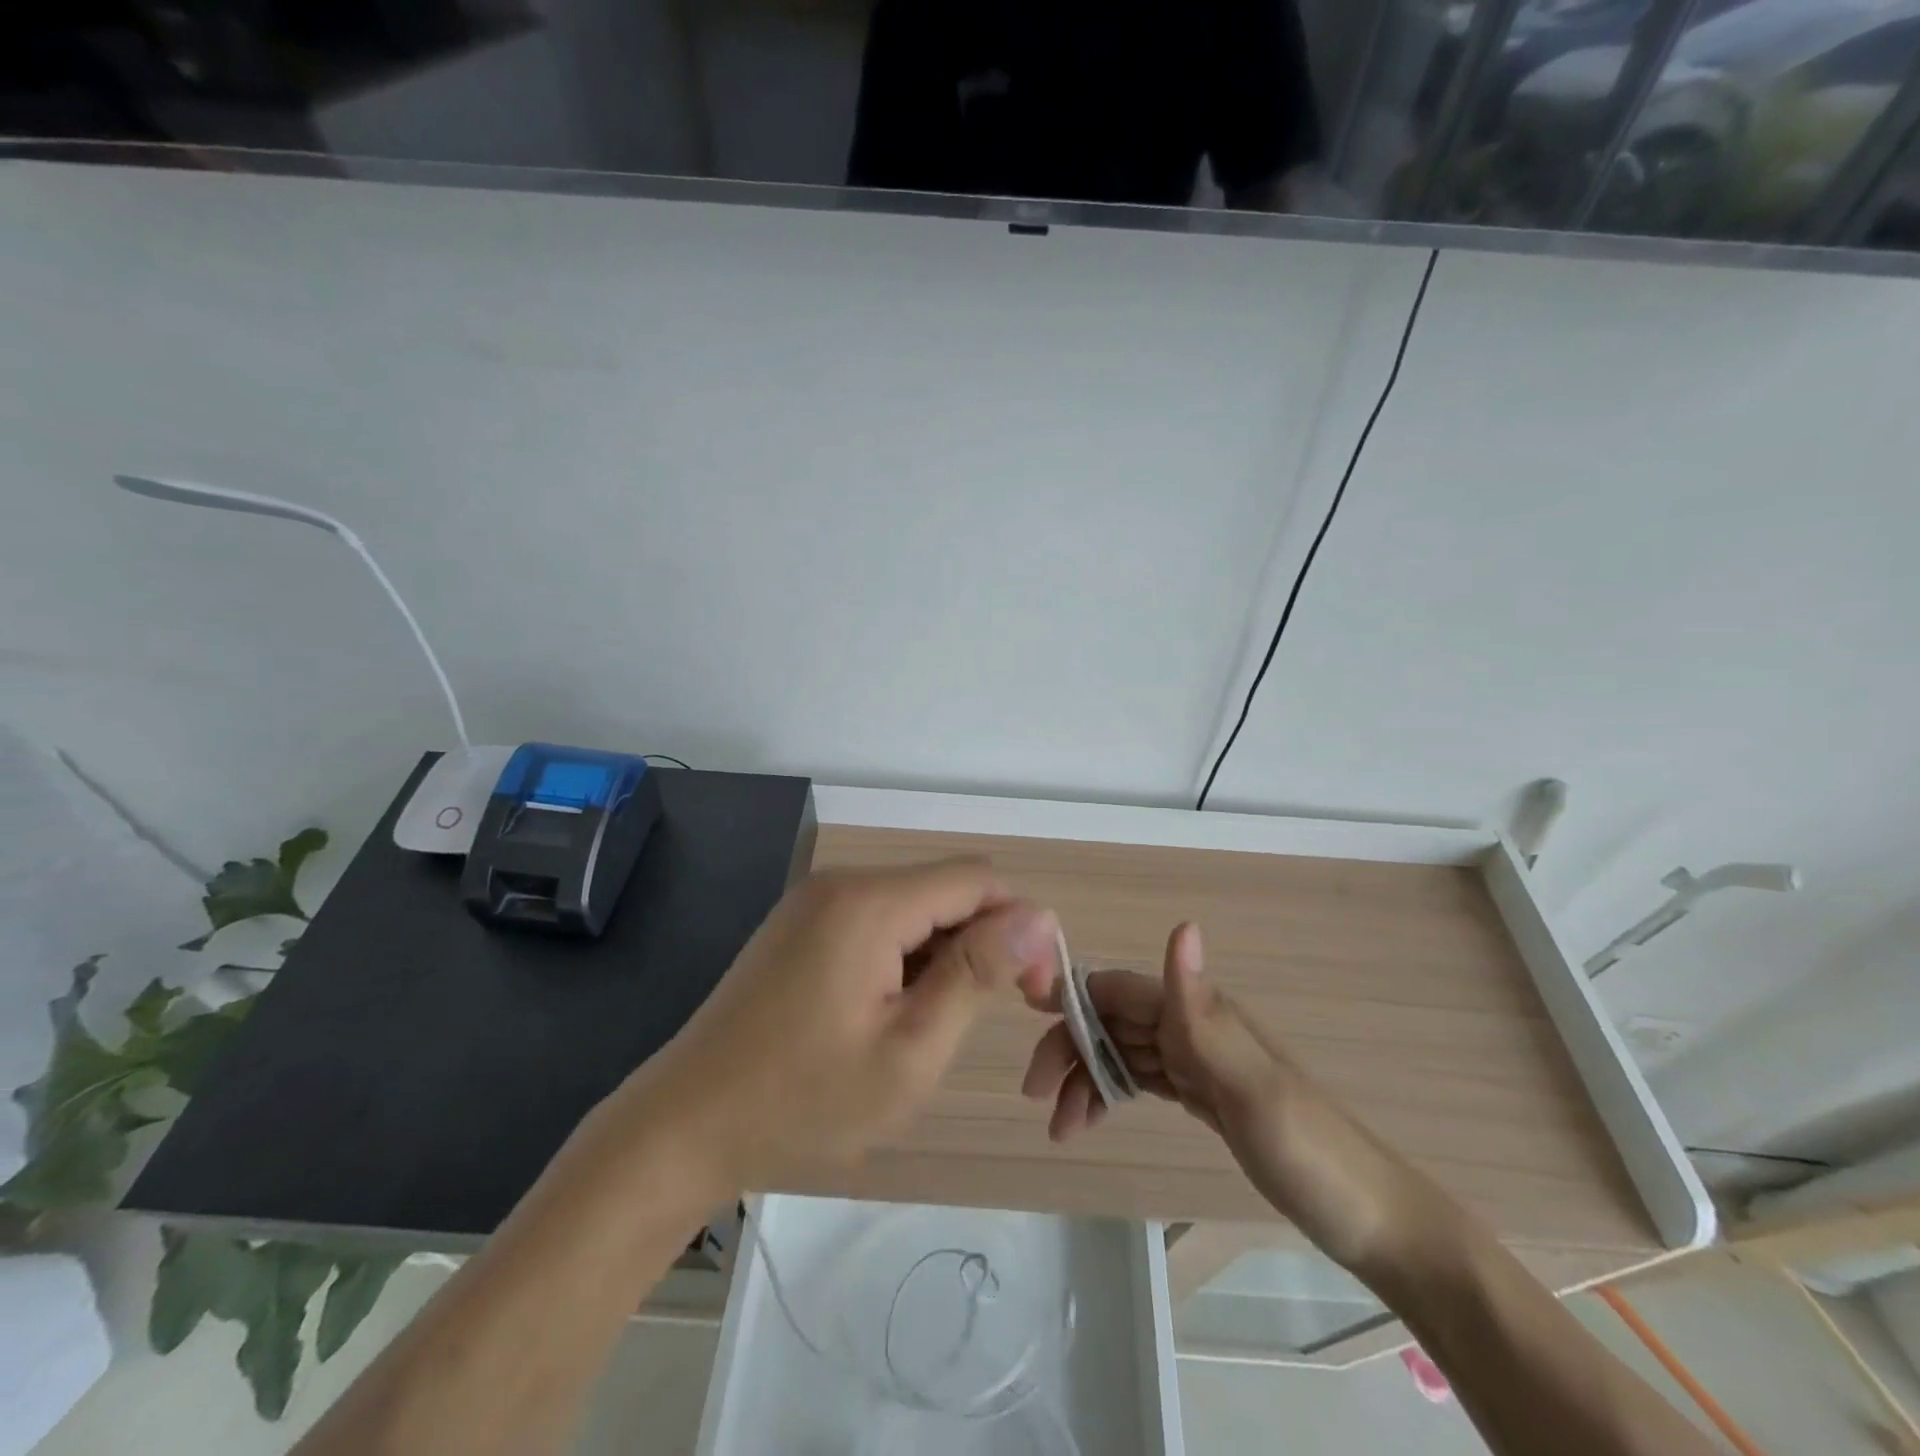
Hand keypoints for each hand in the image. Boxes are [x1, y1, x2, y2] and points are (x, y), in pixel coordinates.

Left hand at [616, 859, 1058, 1197]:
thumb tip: (1039, 916)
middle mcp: (842, 883)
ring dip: (940, 954)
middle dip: (980, 941)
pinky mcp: (799, 925)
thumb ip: (977, 974)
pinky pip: (875, 921)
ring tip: (924, 1026)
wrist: (684, 1125)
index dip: (1018, 926)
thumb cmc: (803, 1099)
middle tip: (979, 1019)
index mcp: (870, 902)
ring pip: (912, 906)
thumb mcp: (910, 1050)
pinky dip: (902, 956)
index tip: (1031, 992)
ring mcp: (814, 901)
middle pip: (944, 889)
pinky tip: (885, 1012)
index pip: (977, 880)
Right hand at [1019, 922, 1429, 1273]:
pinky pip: (1143, 1079)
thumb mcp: (1253, 1087)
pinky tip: (1095, 1117)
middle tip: (1038, 1098)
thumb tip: (1181, 924)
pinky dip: (1112, 1093)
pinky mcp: (1205, 1095)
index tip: (1026, 1023)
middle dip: (1071, 1050)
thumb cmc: (1310, 1153)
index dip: (1071, 1000)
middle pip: (1112, 1022)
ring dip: (1087, 1079)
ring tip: (1061, 1128)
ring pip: (1123, 1053)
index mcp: (1200, 1015)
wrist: (1373, 1221)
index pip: (1117, 991)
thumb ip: (1204, 1013)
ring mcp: (1200, 1062)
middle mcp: (1195, 1027)